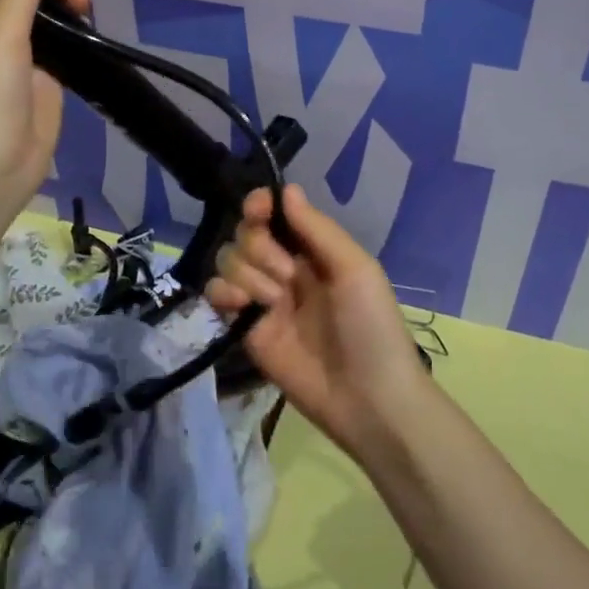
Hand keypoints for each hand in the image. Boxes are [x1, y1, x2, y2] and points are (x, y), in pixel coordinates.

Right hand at [206, 185, 427, 458]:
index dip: (260, 205)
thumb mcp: (355, 270)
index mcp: (314, 250)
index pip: (274, 213)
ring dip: (248, 274)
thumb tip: (286, 190)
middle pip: (246, 234)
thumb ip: (317, 229)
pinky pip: (217, 295)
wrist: (368, 398)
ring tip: (275, 302)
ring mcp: (263, 298)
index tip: (258, 209)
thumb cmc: (372, 326)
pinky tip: (241, 307)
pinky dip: (222, 293)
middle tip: (288, 276)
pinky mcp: (246, 329)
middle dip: (260, 248)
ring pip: (229, 260)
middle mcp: (285, 268)